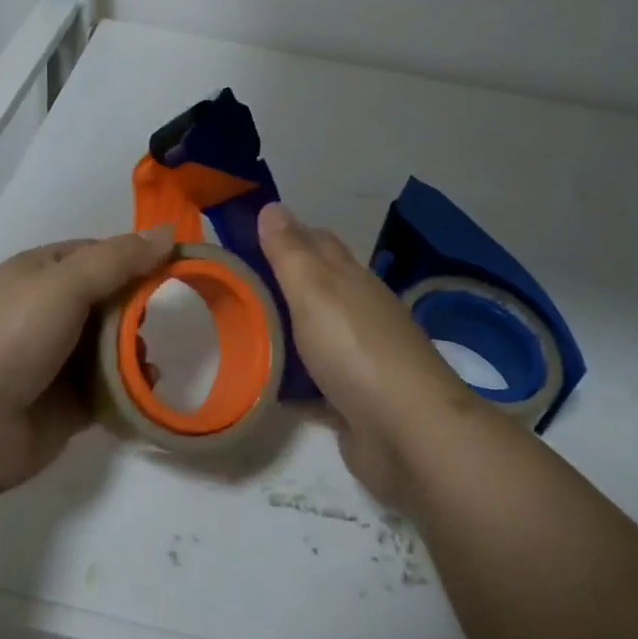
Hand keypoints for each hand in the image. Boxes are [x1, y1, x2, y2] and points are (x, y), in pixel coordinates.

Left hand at [0, 227, 174, 492]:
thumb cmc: (12, 336)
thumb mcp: (65, 282)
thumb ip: (119, 259)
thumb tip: (169, 233)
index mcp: (45, 272)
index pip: (102, 254)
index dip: (138, 257)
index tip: (178, 266)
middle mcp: (53, 311)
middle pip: (113, 300)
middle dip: (140, 308)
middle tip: (169, 317)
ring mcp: (60, 360)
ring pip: (114, 346)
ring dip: (137, 350)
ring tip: (150, 358)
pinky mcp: (70, 404)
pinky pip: (112, 389)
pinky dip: (132, 387)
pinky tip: (148, 387)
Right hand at [258, 203, 485, 503]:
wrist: (408, 433)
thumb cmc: (356, 349)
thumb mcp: (314, 290)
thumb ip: (290, 252)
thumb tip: (272, 206)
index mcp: (351, 279)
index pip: (316, 242)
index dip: (285, 234)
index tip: (244, 235)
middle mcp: (358, 312)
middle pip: (314, 288)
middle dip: (279, 283)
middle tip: (229, 285)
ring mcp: (358, 358)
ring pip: (312, 334)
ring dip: (282, 331)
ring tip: (235, 331)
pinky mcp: (352, 401)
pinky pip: (312, 383)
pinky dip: (290, 379)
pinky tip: (261, 382)